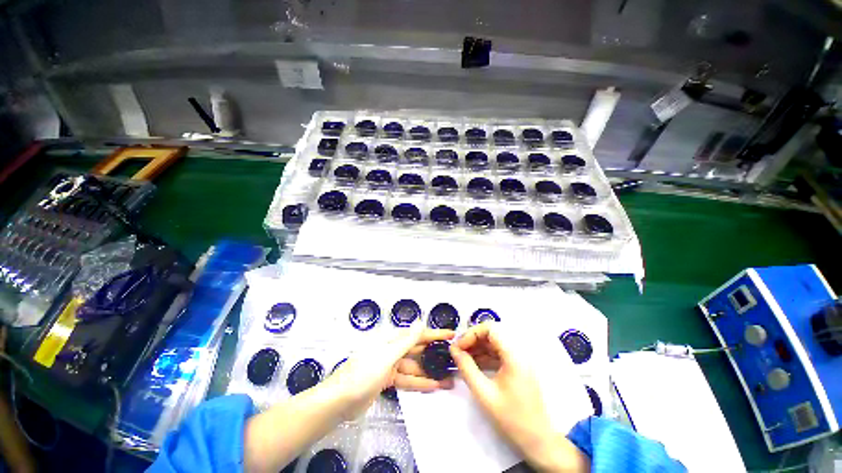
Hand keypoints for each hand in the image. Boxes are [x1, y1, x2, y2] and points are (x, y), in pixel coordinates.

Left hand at [327, 324, 454, 419]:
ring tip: (449, 379)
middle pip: (418, 351)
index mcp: (391, 341)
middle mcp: (392, 351)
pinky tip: (434, 386)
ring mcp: (390, 367)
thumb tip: (420, 322)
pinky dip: (420, 383)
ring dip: (431, 373)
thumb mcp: (386, 356)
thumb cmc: (362, 374)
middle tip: (454, 359)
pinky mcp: (388, 381)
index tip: (450, 335)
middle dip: (435, 355)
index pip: (417, 335)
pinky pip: (408, 380)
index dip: (434, 334)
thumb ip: (406, 341)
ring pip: (415, 368)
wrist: (339, 402)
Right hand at [450, 323, 589, 472]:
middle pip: (492, 334)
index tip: (458, 346)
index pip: (490, 329)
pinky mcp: (517, 367)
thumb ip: (467, 368)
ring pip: (493, 343)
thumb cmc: (512, 418)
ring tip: (461, 358)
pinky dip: (484, 356)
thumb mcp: (484, 394)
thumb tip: (454, 350)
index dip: (472, 333)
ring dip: (477, 348)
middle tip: (457, 351)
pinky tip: (472, 365)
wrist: (538, 441)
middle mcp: (518, 352)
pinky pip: (498, 354)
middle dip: (472, 340)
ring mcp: (518, 360)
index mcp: (514, 355)